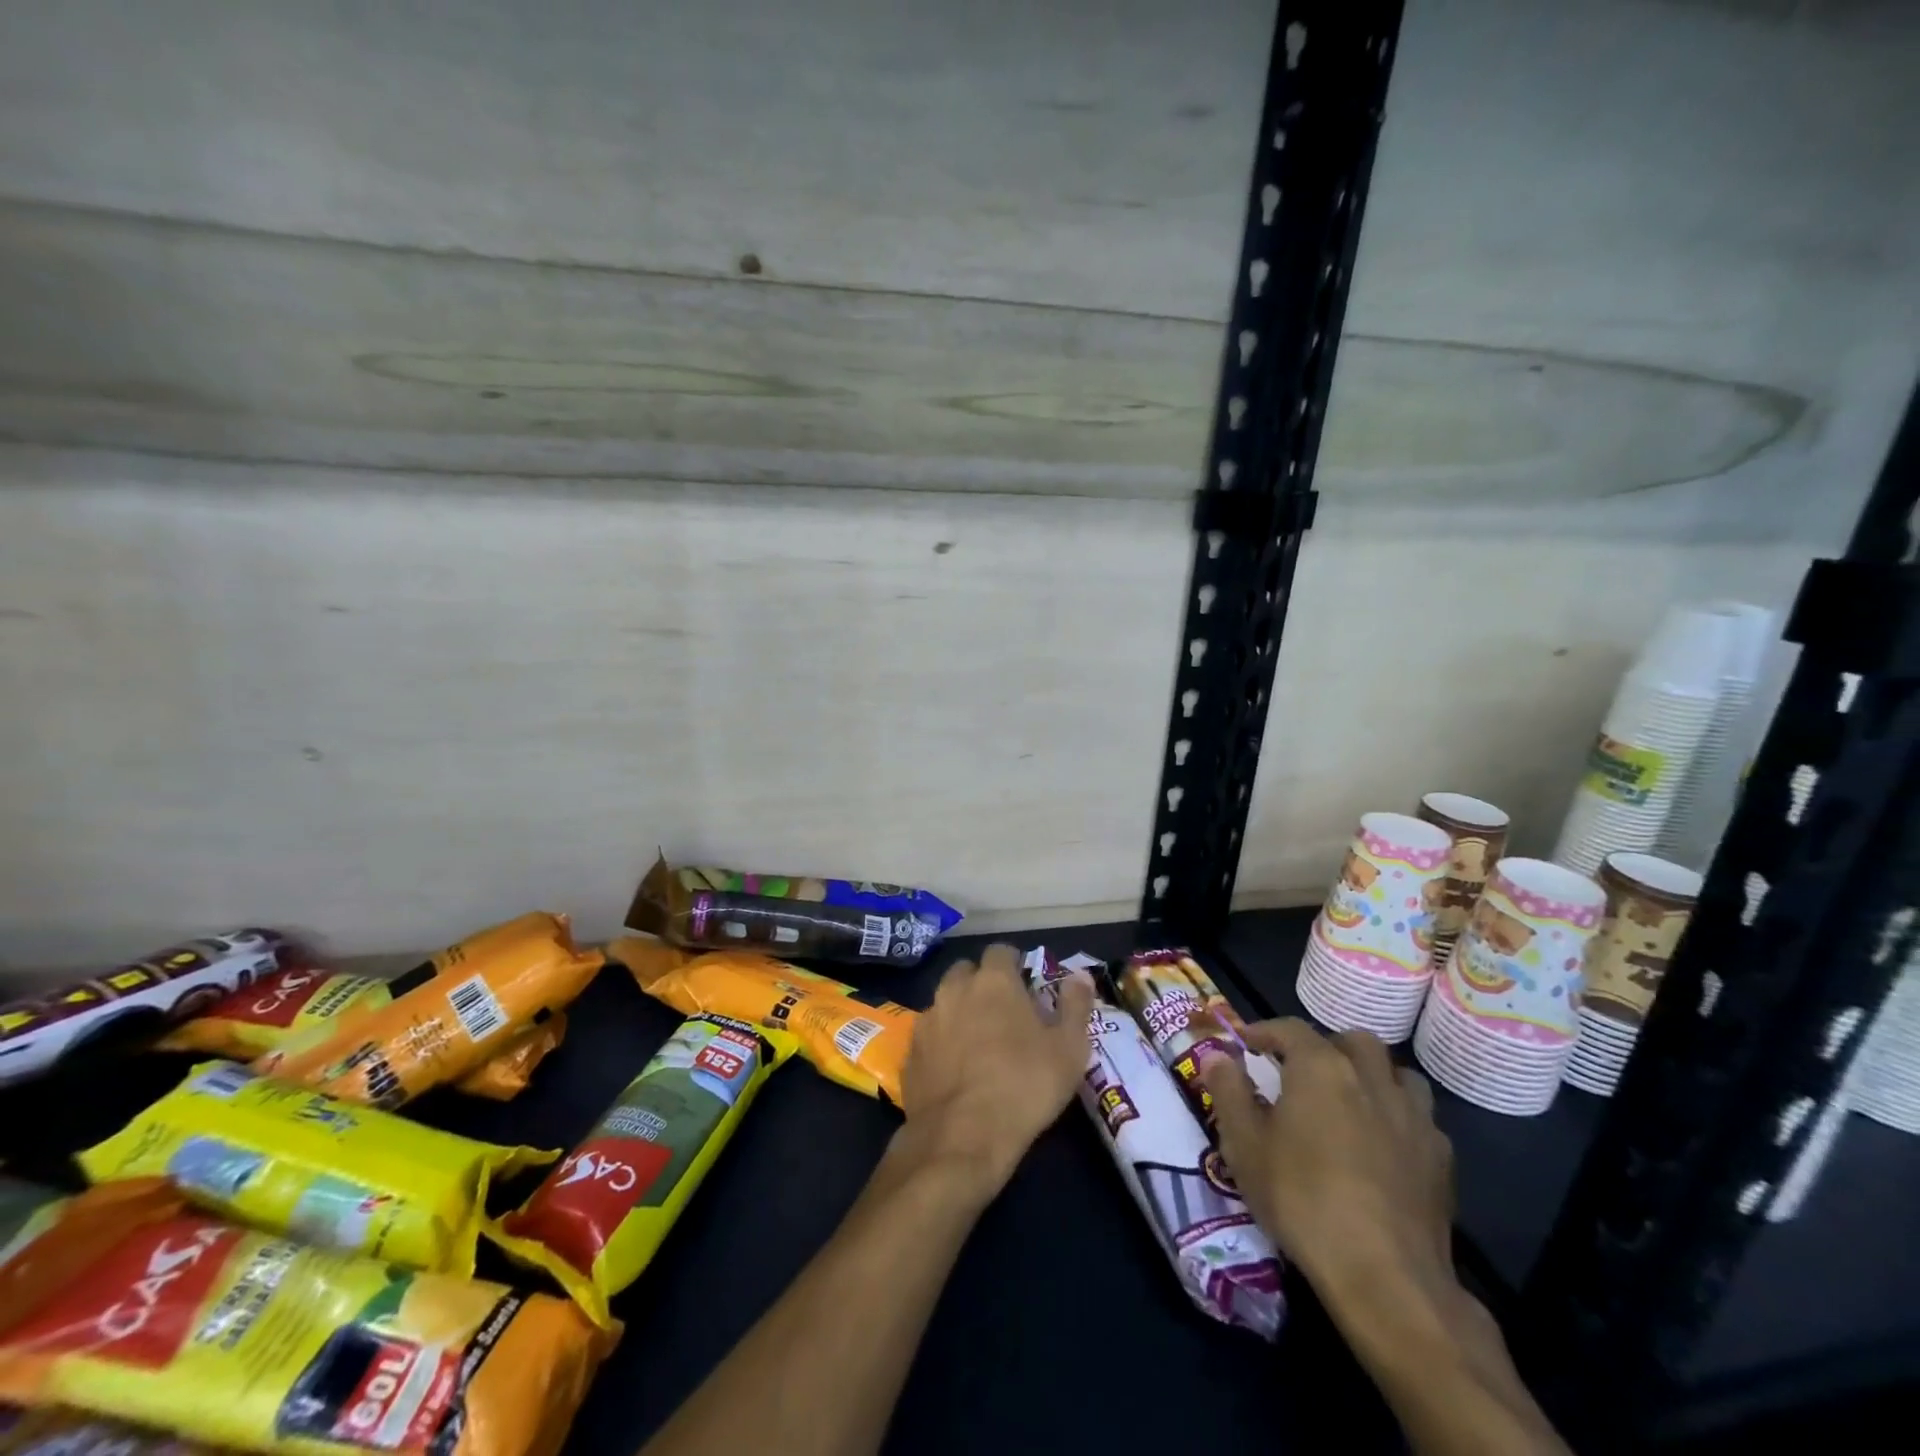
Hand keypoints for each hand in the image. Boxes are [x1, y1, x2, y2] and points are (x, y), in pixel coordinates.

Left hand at [896, 944, 1093, 1196]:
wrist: (962, 1138)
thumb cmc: (1024, 1086)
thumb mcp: (1069, 1049)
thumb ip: (1075, 1006)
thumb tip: (1080, 975)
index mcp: (994, 981)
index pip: (1001, 951)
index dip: (1014, 964)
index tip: (1026, 986)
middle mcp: (955, 989)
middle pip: (967, 971)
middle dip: (982, 983)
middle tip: (1002, 1013)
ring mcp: (928, 1020)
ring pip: (944, 1001)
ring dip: (960, 1011)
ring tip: (978, 1041)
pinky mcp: (910, 1052)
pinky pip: (929, 1035)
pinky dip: (941, 1042)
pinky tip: (954, 1069)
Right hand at [1200, 1018, 1454, 1310]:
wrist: (1386, 1276)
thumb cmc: (1302, 1200)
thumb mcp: (1244, 1145)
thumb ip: (1229, 1091)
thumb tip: (1217, 1055)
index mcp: (1321, 1068)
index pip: (1290, 1029)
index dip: (1264, 1031)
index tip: (1245, 1043)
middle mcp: (1372, 1078)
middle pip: (1353, 1041)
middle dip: (1325, 1047)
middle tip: (1302, 1072)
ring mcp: (1414, 1117)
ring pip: (1396, 1074)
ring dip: (1370, 1076)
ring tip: (1348, 1102)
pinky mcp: (1441, 1158)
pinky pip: (1419, 1118)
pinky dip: (1396, 1116)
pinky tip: (1382, 1146)